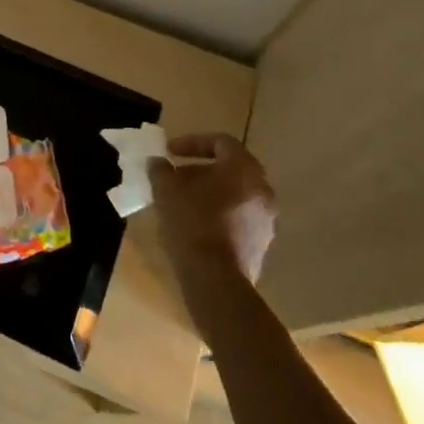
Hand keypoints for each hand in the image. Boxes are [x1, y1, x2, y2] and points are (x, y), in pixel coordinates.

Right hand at [148, 133, 276, 285]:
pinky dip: (218, 214)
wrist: (216, 282)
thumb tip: (158, 162)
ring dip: (208, 193)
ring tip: (181, 203)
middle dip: (199, 170)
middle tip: (175, 177)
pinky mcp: (261, 245)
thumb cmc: (192, 224)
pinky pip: (238, 218)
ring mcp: (266, 220)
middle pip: (230, 169)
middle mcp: (262, 190)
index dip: (193, 142)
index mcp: (243, 170)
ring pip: (235, 195)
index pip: (221, 142)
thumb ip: (161, 170)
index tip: (170, 151)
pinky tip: (194, 227)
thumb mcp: (166, 191)